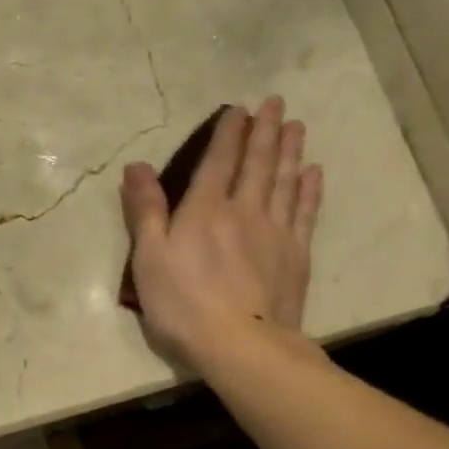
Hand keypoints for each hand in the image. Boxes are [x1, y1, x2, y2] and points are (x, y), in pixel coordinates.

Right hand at [120, 97, 323, 368]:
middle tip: (277, 103)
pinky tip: (312, 174)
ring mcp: (275, 232)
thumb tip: (136, 166)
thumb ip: (145, 210)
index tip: (240, 108)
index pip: (219, 161)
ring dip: (291, 152)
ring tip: (297, 127)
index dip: (229, 133)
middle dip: (266, 131)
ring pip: (285, 182)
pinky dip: (309, 190)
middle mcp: (244, 210)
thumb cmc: (182, 303)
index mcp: (204, 209)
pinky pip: (305, 212)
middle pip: (258, 163)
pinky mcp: (295, 256)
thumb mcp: (149, 257)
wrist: (240, 344)